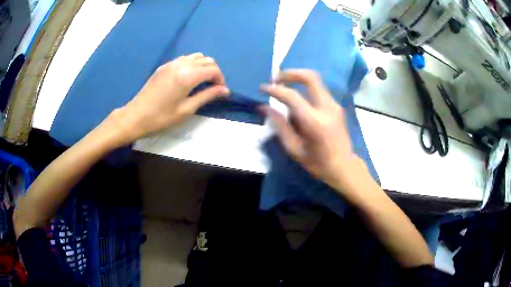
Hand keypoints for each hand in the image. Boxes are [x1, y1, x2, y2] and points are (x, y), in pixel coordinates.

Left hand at [112, 53, 228, 140]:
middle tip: (213, 87)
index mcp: (187, 76)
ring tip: (202, 81)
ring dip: (203, 66)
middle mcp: (181, 64)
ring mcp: (171, 63)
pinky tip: (189, 77)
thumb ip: (207, 96)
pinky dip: (192, 64)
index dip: (221, 79)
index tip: (220, 91)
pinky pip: (184, 59)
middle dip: (214, 72)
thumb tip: (225, 90)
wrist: (136, 116)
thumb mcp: (186, 109)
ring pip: (196, 56)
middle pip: (206, 60)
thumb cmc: (161, 118)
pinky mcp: (164, 66)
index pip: (212, 69)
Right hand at [261, 69, 371, 194]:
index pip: (292, 96)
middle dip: (290, 73)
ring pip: (315, 81)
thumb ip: (279, 125)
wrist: (344, 167)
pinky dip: (305, 88)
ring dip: (298, 79)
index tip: (263, 88)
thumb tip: (264, 107)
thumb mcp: (294, 149)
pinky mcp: (336, 106)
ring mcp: (334, 105)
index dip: (275, 89)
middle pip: (310, 77)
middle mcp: (327, 108)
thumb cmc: (318, 163)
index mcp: (315, 122)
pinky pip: (319, 89)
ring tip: (283, 87)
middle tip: (276, 78)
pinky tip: (297, 99)